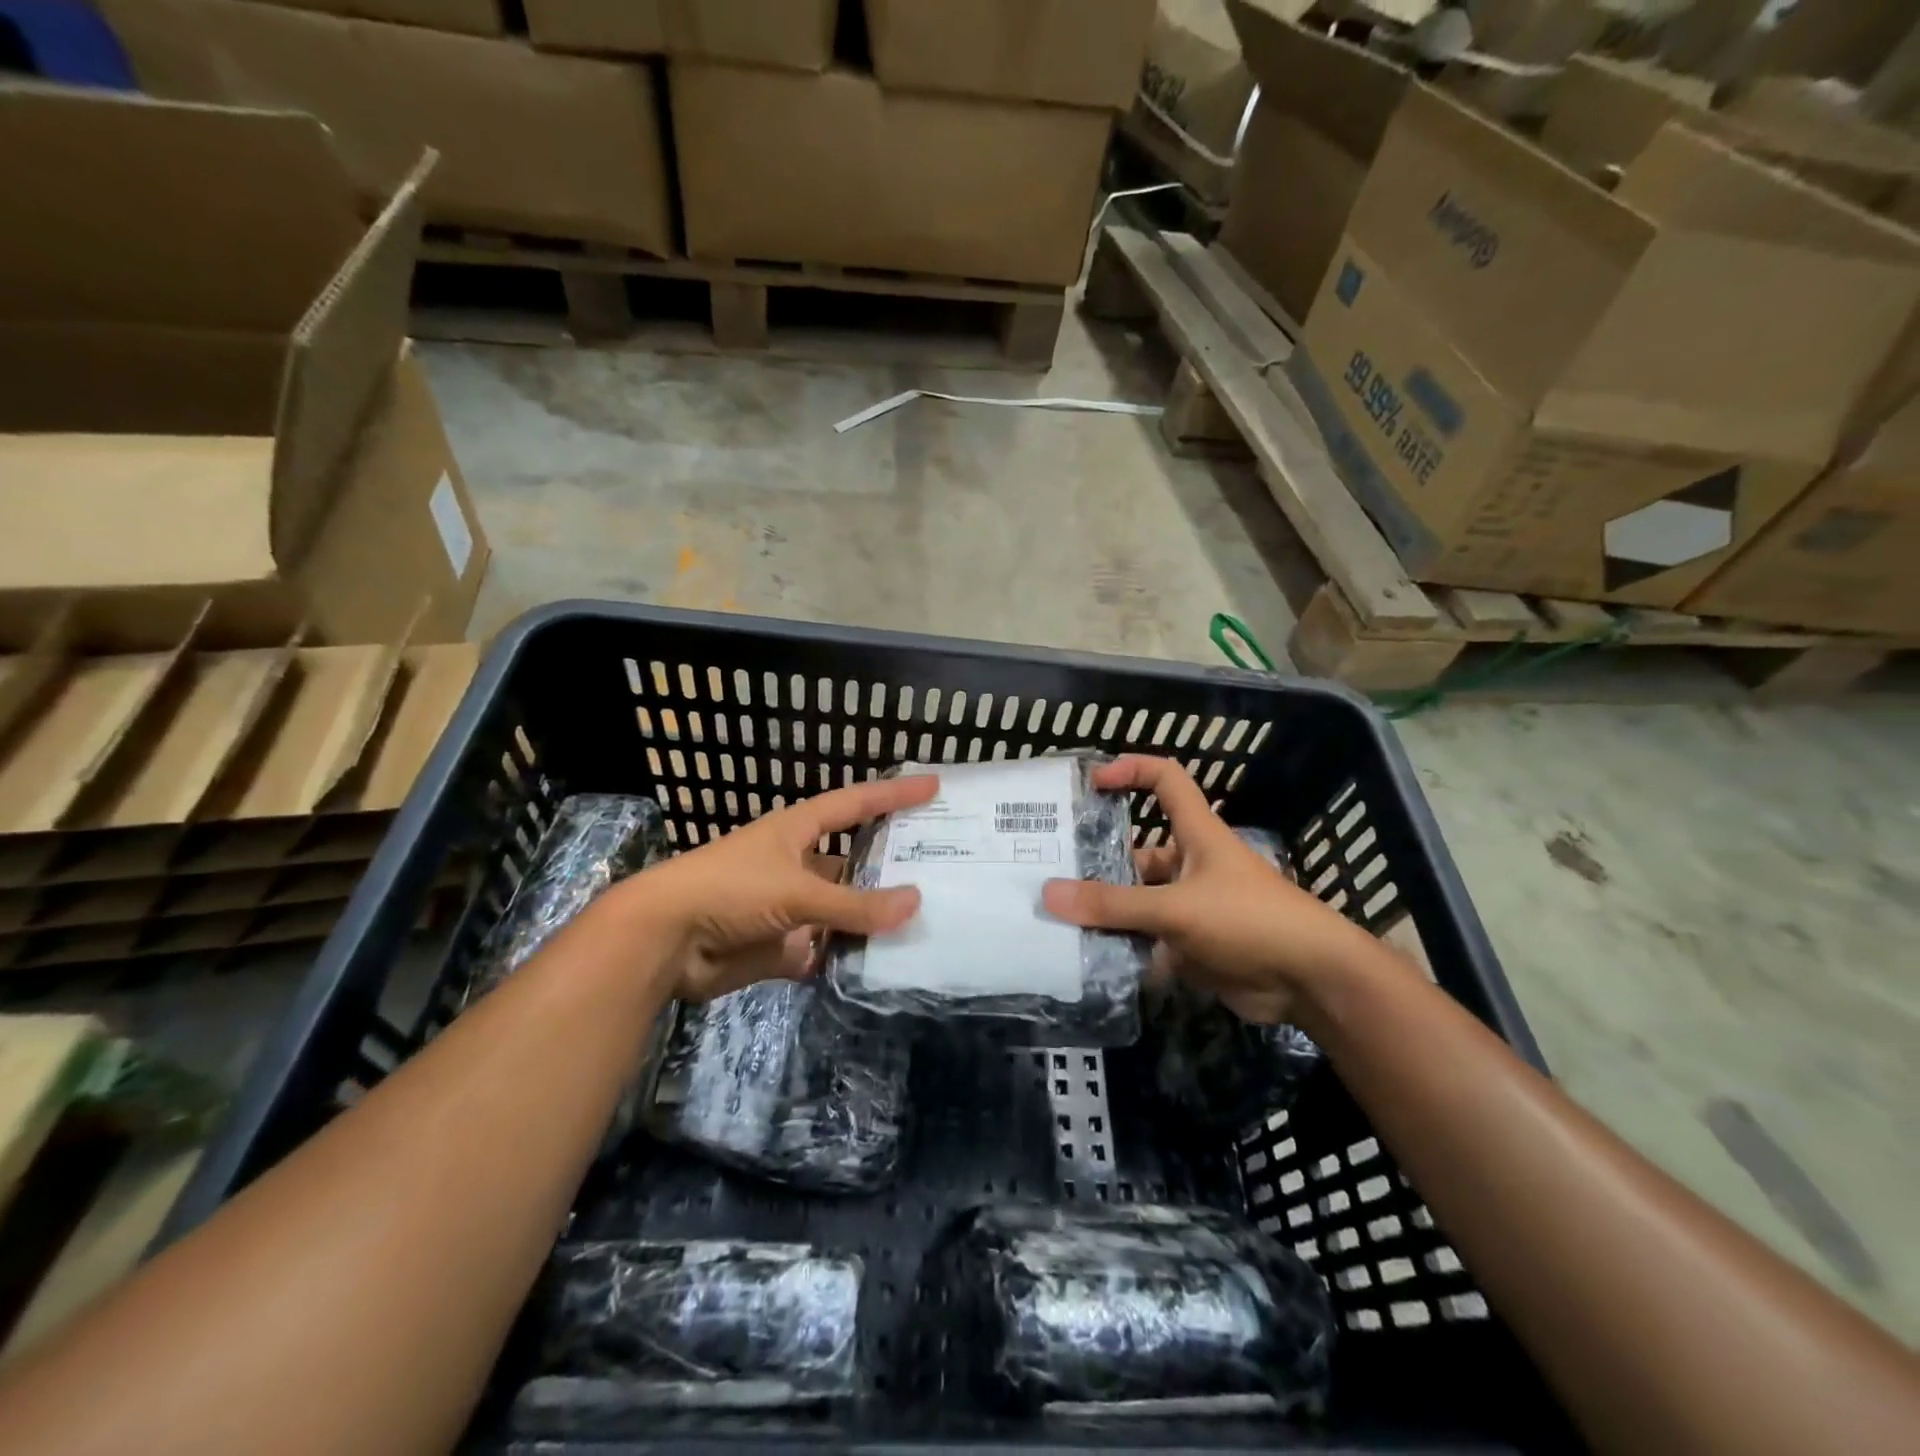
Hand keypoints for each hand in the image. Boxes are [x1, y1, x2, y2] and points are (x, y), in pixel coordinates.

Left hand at [623, 774, 937, 1002]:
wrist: (664, 941)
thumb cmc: (729, 890)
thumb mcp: (796, 890)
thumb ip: (854, 905)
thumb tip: (915, 903)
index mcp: (797, 831)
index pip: (855, 803)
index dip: (893, 792)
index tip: (933, 785)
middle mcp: (798, 864)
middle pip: (854, 861)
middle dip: (891, 864)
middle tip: (940, 867)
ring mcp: (789, 907)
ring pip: (843, 911)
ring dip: (873, 918)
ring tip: (924, 922)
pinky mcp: (780, 946)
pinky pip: (824, 951)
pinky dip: (848, 958)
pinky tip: (882, 965)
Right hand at [1041, 756, 1371, 1022]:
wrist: (1310, 981)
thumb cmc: (1249, 920)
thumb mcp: (1177, 908)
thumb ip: (1114, 904)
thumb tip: (1049, 894)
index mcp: (1196, 834)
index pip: (1166, 780)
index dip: (1131, 770)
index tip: (1092, 783)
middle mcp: (1190, 865)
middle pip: (1137, 852)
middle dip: (1098, 863)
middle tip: (1050, 872)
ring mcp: (1191, 907)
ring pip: (1138, 902)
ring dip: (1106, 911)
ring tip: (1057, 919)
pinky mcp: (1192, 945)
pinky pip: (1146, 940)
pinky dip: (1121, 947)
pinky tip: (1084, 958)